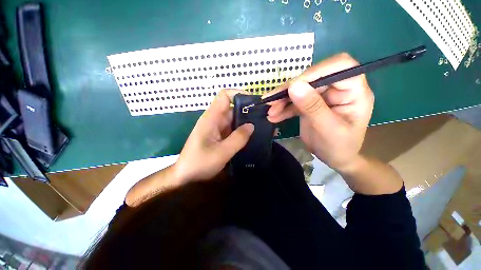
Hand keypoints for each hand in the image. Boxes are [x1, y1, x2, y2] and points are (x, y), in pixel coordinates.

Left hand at [174, 90, 254, 182]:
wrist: (186, 176)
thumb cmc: (200, 163)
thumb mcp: (221, 152)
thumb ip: (238, 138)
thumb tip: (251, 125)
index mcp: (212, 118)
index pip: (224, 96)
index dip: (239, 94)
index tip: (254, 103)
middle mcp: (214, 120)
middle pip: (232, 109)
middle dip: (247, 112)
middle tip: (263, 119)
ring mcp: (217, 128)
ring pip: (234, 120)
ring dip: (246, 123)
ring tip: (261, 128)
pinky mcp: (219, 136)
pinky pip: (232, 129)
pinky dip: (241, 132)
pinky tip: (252, 137)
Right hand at [265, 53, 373, 170]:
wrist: (335, 158)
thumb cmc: (340, 147)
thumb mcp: (328, 129)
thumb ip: (312, 107)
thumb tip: (294, 86)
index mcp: (354, 91)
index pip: (338, 66)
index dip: (314, 72)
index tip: (292, 86)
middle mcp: (338, 89)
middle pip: (312, 78)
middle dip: (289, 90)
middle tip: (271, 101)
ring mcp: (322, 96)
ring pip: (299, 90)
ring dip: (282, 100)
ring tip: (270, 112)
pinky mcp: (309, 104)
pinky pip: (294, 102)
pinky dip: (283, 109)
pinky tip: (274, 116)